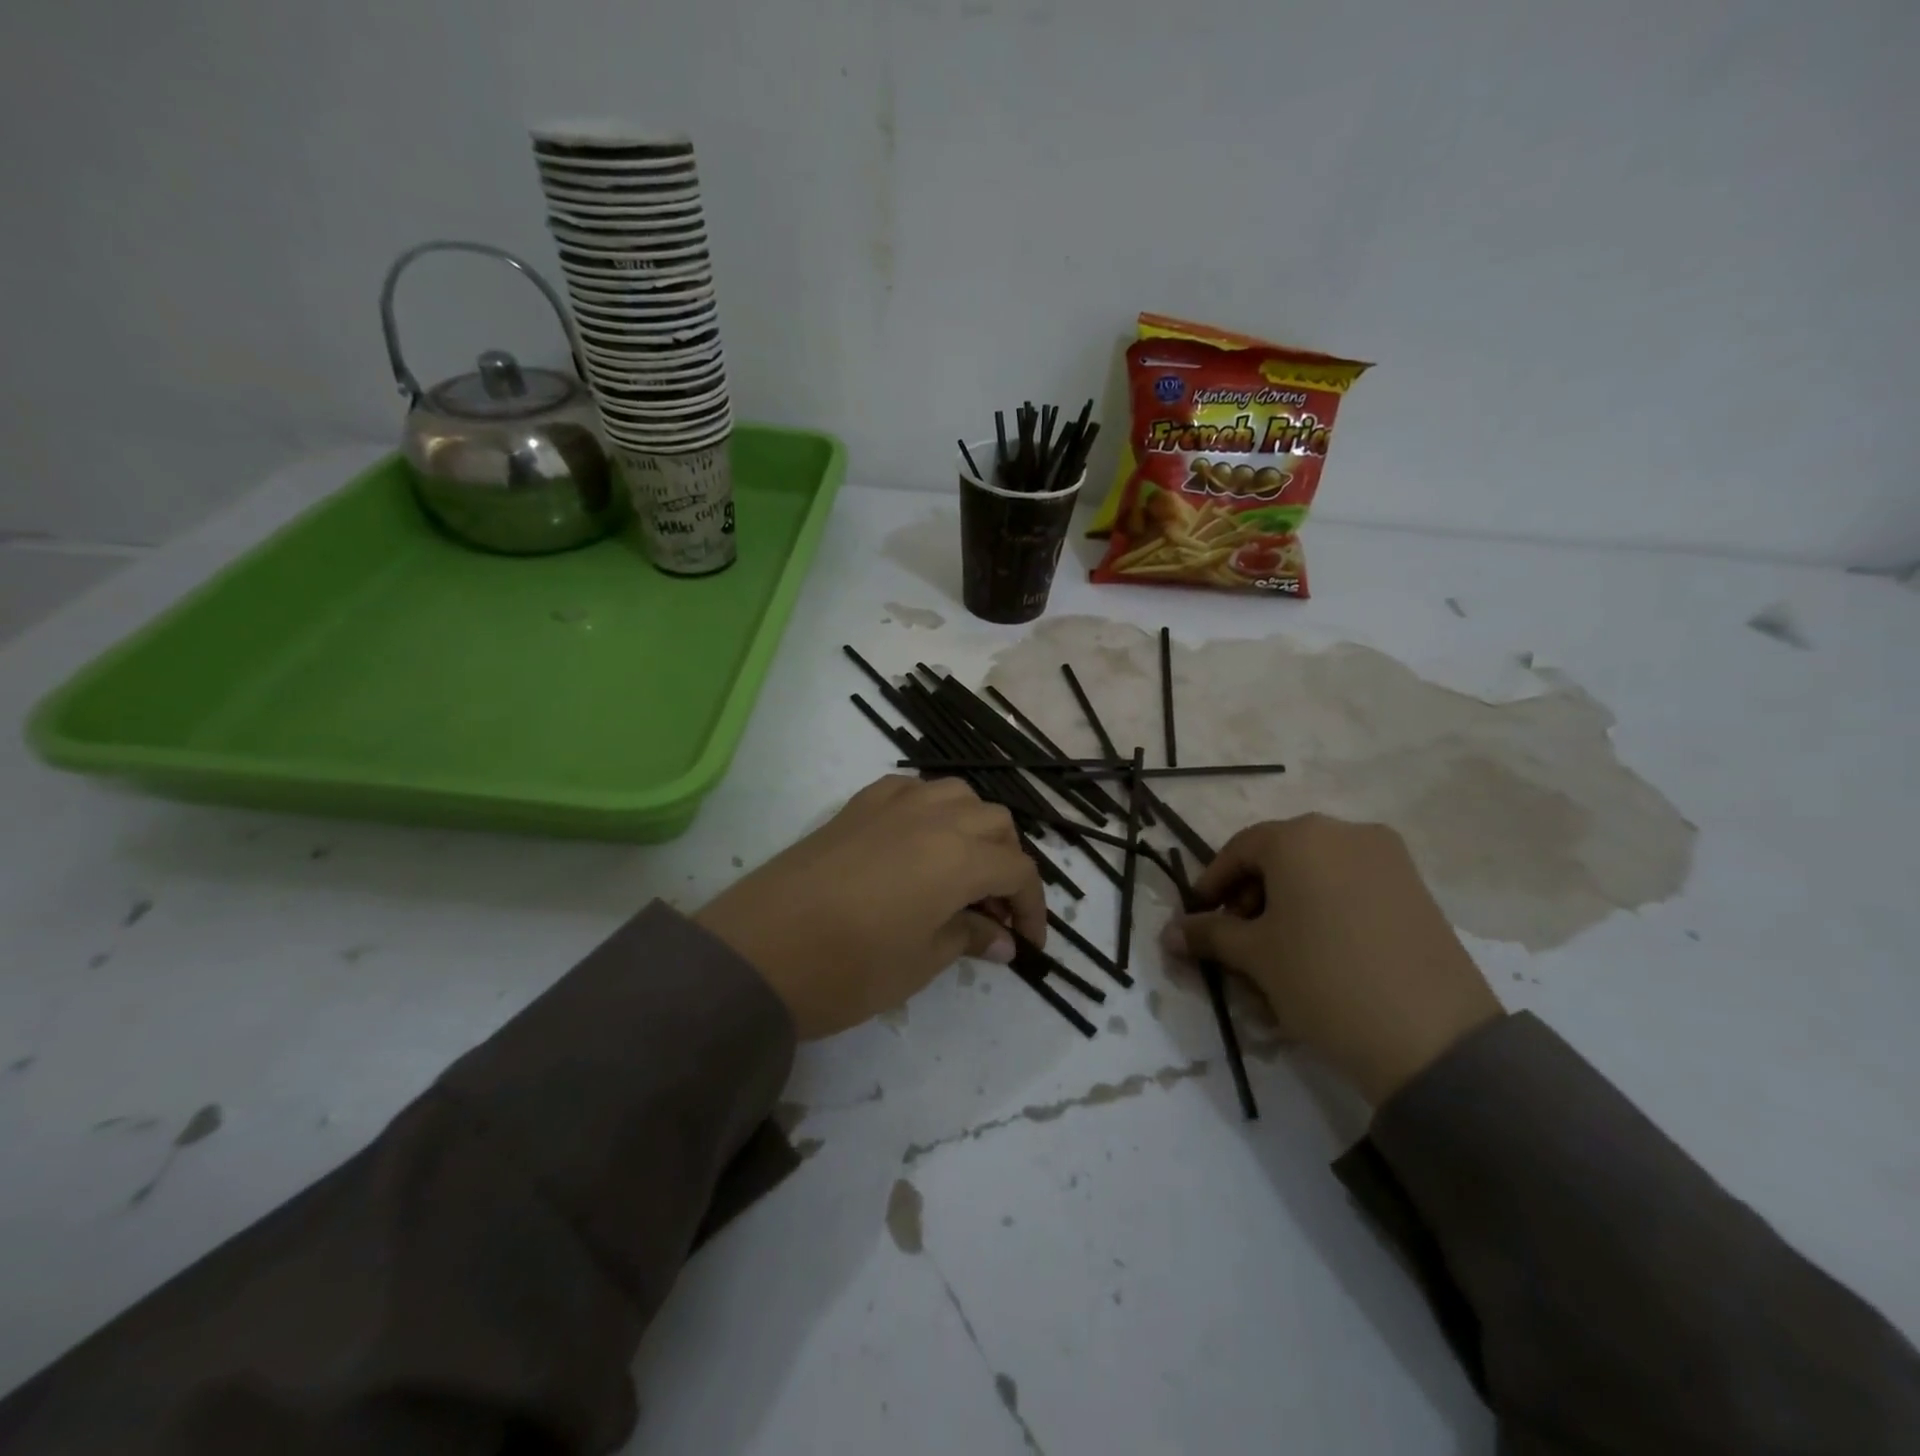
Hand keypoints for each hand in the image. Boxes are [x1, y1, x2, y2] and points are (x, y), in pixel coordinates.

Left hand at [696, 776, 1046, 1039]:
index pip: (1018, 871)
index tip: (1029, 943)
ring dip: (975, 828)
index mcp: (958, 857)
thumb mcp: (920, 962)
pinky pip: (913, 790)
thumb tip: (1004, 940)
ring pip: (958, 796)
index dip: (1033, 908)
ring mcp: (893, 803)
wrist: (757, 951)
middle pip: (996, 824)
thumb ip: (969, 939)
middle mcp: (934, 817)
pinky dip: (932, 809)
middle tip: (995, 910)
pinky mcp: (858, 805)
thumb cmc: (847, 968)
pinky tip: (921, 840)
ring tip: (964, 870)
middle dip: (1007, 863)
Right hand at [1165, 814, 1500, 1104]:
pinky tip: (1320, 953)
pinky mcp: (1416, 889)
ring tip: (1279, 952)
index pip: (1239, 849)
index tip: (1197, 919)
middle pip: (1279, 857)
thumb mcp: (1254, 956)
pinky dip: (1325, 910)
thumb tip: (1169, 933)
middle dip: (1250, 896)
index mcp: (1300, 837)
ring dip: (1287, 904)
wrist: (1433, 1039)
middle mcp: (1345, 832)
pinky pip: (1352, 887)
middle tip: (1237, 939)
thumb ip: (1208, 934)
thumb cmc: (1322, 978)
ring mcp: (1388, 859)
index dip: (1211, 884)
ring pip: (1317, 872)